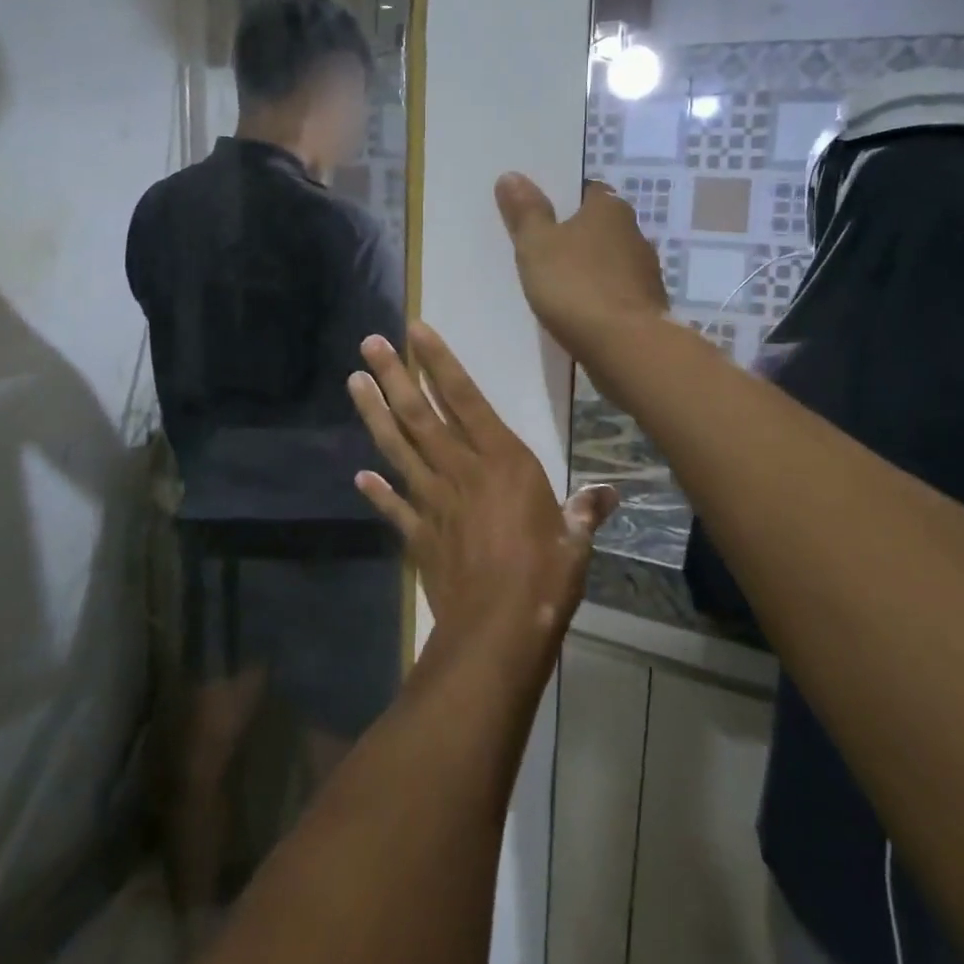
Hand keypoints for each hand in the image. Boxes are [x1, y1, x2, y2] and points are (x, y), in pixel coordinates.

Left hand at [347, 323, 616, 636]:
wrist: (498, 632)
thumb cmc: (545, 578)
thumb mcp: (575, 541)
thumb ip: (584, 511)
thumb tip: (609, 493)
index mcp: (501, 461)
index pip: (465, 398)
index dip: (440, 362)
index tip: (415, 331)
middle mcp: (461, 470)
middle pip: (420, 414)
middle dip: (394, 376)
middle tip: (368, 344)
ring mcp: (433, 501)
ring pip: (398, 448)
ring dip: (375, 414)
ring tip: (355, 382)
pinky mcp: (418, 534)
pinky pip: (394, 507)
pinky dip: (378, 492)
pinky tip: (360, 478)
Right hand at [494, 175, 668, 374]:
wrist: (626, 347)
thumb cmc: (576, 286)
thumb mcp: (537, 245)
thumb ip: (525, 211)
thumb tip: (512, 175)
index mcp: (609, 209)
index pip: (586, 191)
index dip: (562, 200)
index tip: (538, 213)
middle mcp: (634, 233)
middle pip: (598, 226)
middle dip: (574, 235)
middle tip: (539, 248)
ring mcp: (645, 272)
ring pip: (608, 261)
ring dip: (587, 268)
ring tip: (553, 282)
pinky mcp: (646, 306)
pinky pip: (614, 292)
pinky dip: (597, 296)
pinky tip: (577, 310)